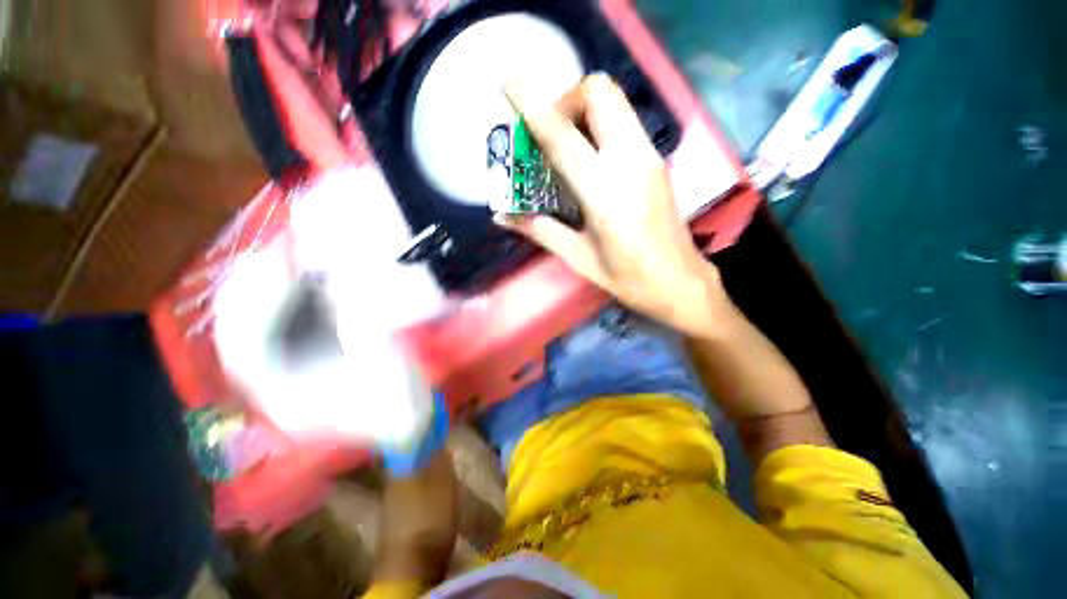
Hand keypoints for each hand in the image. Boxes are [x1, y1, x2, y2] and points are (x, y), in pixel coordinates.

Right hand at [501, 74, 727, 337]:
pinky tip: (588, 158)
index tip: (510, 87)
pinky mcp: (657, 160)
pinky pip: (623, 121)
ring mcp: (649, 157)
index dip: (534, 109)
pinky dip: (598, 124)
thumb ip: (541, 230)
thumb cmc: (628, 278)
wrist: (680, 281)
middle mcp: (631, 163)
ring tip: (565, 145)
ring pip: (614, 102)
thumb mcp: (579, 258)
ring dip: (582, 110)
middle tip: (548, 134)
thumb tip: (503, 215)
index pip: (564, 139)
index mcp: (606, 195)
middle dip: (565, 100)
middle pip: (600, 93)